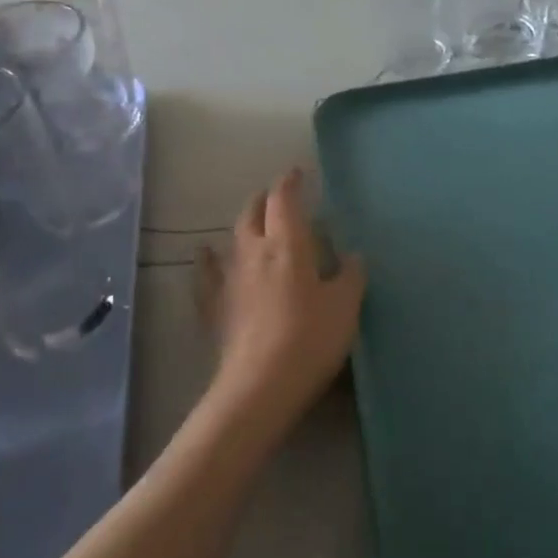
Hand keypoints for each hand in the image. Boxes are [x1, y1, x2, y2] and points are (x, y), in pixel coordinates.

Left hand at [200, 169, 365, 431]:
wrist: (260, 385)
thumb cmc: (310, 339)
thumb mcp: (345, 307)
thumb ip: (350, 277)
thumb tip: (352, 256)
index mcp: (288, 245)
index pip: (285, 201)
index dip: (290, 183)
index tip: (296, 173)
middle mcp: (254, 252)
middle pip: (253, 213)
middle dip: (265, 200)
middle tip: (276, 198)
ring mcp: (230, 279)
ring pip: (232, 238)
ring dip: (243, 224)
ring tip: (250, 222)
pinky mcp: (215, 306)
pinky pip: (207, 274)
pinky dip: (208, 260)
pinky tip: (204, 255)